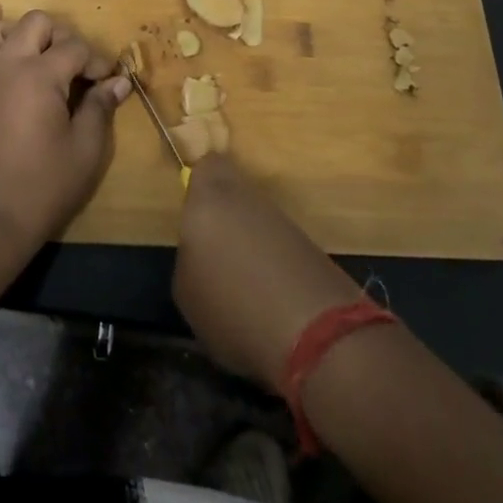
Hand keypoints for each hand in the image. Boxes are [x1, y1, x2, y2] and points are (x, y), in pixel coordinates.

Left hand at [0, 4, 128, 255]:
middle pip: (37, 24)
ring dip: (20, 28)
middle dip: (63, 37)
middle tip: (75, 66)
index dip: (97, 61)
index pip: (75, 48)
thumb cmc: (44, 186)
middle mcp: (7, 64)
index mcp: (40, 76)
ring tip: (36, 43)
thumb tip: (119, 81)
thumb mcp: (85, 150)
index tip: (107, 82)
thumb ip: (99, 108)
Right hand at [173, 153, 363, 388]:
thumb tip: (202, 251)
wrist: (317, 338)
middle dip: (222, 212)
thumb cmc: (232, 308)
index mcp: (211, 199)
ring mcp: (284, 220)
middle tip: (210, 248)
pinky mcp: (311, 247)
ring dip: (248, 240)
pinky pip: (278, 243)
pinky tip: (266, 295)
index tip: (190, 209)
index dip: (198, 183)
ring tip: (238, 281)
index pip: (206, 165)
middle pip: (233, 191)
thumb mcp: (186, 290)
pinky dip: (271, 262)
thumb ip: (190, 255)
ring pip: (256, 217)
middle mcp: (248, 198)